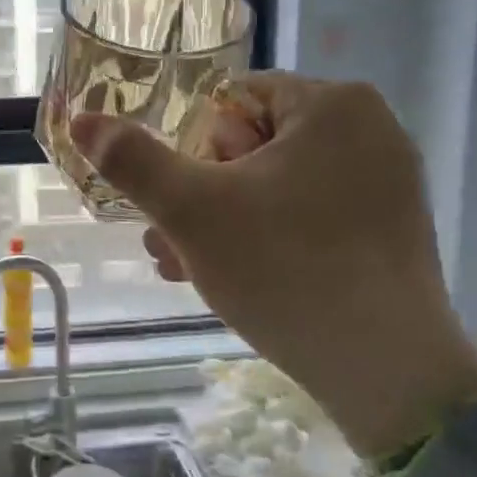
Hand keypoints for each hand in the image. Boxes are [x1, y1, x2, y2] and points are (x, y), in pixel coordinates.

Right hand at [72, 73, 476, 460]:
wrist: (387, 374)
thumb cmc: (284, 269)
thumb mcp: (192, 211)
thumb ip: (132, 160)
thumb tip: (82, 118)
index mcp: (333, 103)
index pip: (232, 102)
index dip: (194, 150)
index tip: (184, 201)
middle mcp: (371, 129)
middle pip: (253, 145)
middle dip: (203, 194)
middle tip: (171, 243)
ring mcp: (389, 182)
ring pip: (278, 186)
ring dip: (225, 222)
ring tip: (184, 268)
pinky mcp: (393, 229)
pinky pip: (312, 215)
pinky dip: (270, 238)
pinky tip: (234, 278)